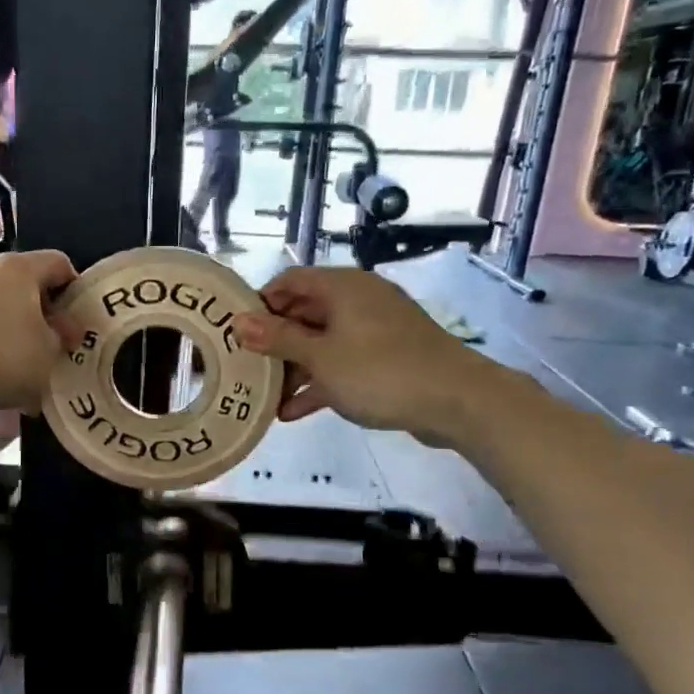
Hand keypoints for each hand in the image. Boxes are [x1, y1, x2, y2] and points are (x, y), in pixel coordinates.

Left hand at [0, 251, 77, 413]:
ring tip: (20, 356)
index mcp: (18, 266)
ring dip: (11, 321)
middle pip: (24, 280)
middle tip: (52, 341)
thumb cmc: (3, 357)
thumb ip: (62, 336)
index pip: (59, 263)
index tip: (77, 321)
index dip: (74, 290)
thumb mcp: (49, 353)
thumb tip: (63, 329)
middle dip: (41, 308)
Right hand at [233, 267, 509, 447]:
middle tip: (246, 368)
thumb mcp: (321, 357)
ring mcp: (374, 329)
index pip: (289, 281)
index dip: (260, 303)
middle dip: (274, 342)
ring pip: (322, 341)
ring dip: (294, 368)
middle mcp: (357, 300)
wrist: (458, 400)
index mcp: (341, 287)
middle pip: (303, 313)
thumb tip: (239, 322)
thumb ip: (278, 339)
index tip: (235, 331)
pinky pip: (342, 362)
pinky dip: (319, 381)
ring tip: (265, 397)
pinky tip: (294, 412)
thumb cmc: (381, 371)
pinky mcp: (386, 356)